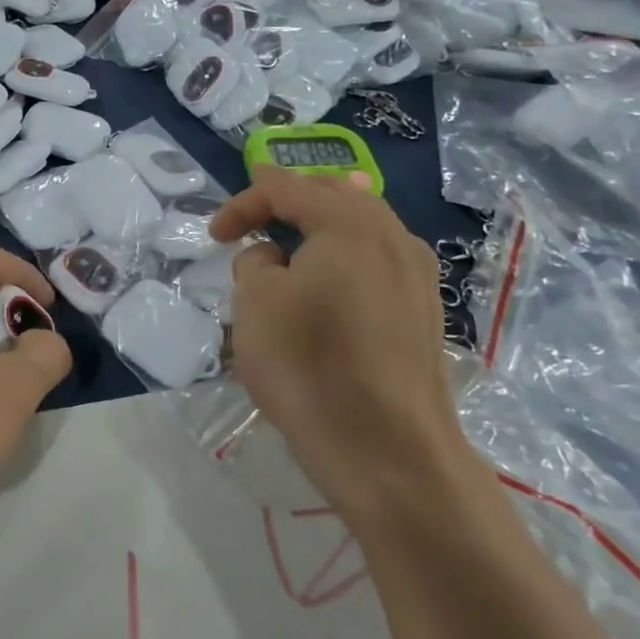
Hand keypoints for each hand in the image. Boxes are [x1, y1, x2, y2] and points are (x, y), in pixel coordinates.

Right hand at [210, 168, 460, 501]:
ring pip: (364, 224)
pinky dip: (347, 253)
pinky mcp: (424, 309)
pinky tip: (334, 275)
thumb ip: (255, 262)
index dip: (243, 204)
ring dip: (321, 225)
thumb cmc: (309, 366)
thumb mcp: (255, 305)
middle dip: (288, 200)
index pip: (287, 188)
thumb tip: (275, 259)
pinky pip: (380, 258)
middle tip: (253, 220)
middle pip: (335, 193)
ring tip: (294, 237)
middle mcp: (392, 236)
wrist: (387, 450)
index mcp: (348, 224)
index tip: (215, 236)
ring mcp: (417, 273)